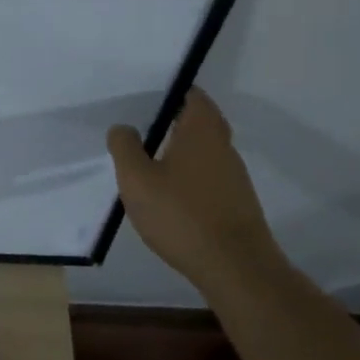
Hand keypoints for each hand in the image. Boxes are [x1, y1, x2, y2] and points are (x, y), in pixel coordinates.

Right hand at [107, 89, 285, 293]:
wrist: (235, 268)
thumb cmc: (181, 214)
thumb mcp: (137, 179)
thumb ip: (125, 147)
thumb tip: (123, 128)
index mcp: (201, 132)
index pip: (193, 96)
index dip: (173, 91)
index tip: (148, 95)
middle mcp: (223, 147)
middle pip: (202, 122)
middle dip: (176, 119)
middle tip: (144, 124)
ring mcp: (234, 177)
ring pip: (206, 150)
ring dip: (182, 148)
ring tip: (149, 157)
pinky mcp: (236, 203)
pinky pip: (209, 176)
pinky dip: (190, 175)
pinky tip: (169, 192)